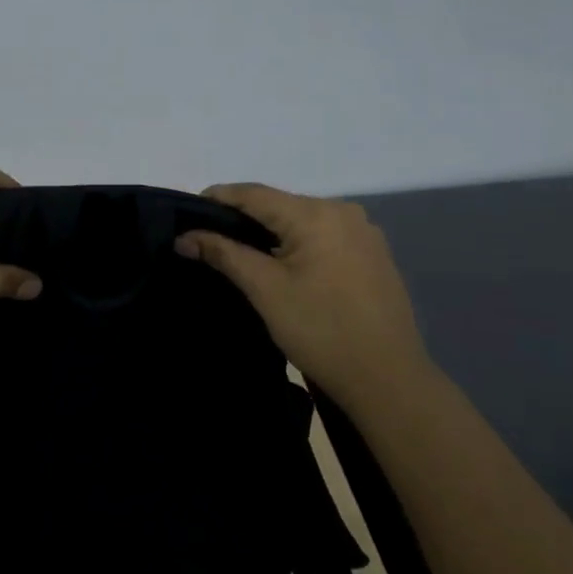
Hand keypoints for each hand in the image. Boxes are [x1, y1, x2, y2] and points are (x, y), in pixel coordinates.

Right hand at [176, 183, 429, 406]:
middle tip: (209, 237)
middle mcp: (343, 211)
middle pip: (280, 205)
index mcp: (316, 214)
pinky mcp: (373, 254)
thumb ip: (224, 254)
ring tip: (240, 251)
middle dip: (243, 217)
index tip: (188, 211)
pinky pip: (324, 236)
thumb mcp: (265, 290)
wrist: (387, 379)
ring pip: (302, 221)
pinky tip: (283, 265)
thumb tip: (185, 237)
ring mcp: (363, 232)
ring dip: (271, 232)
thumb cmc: (321, 330)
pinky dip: (298, 244)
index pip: (254, 194)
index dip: (218, 197)